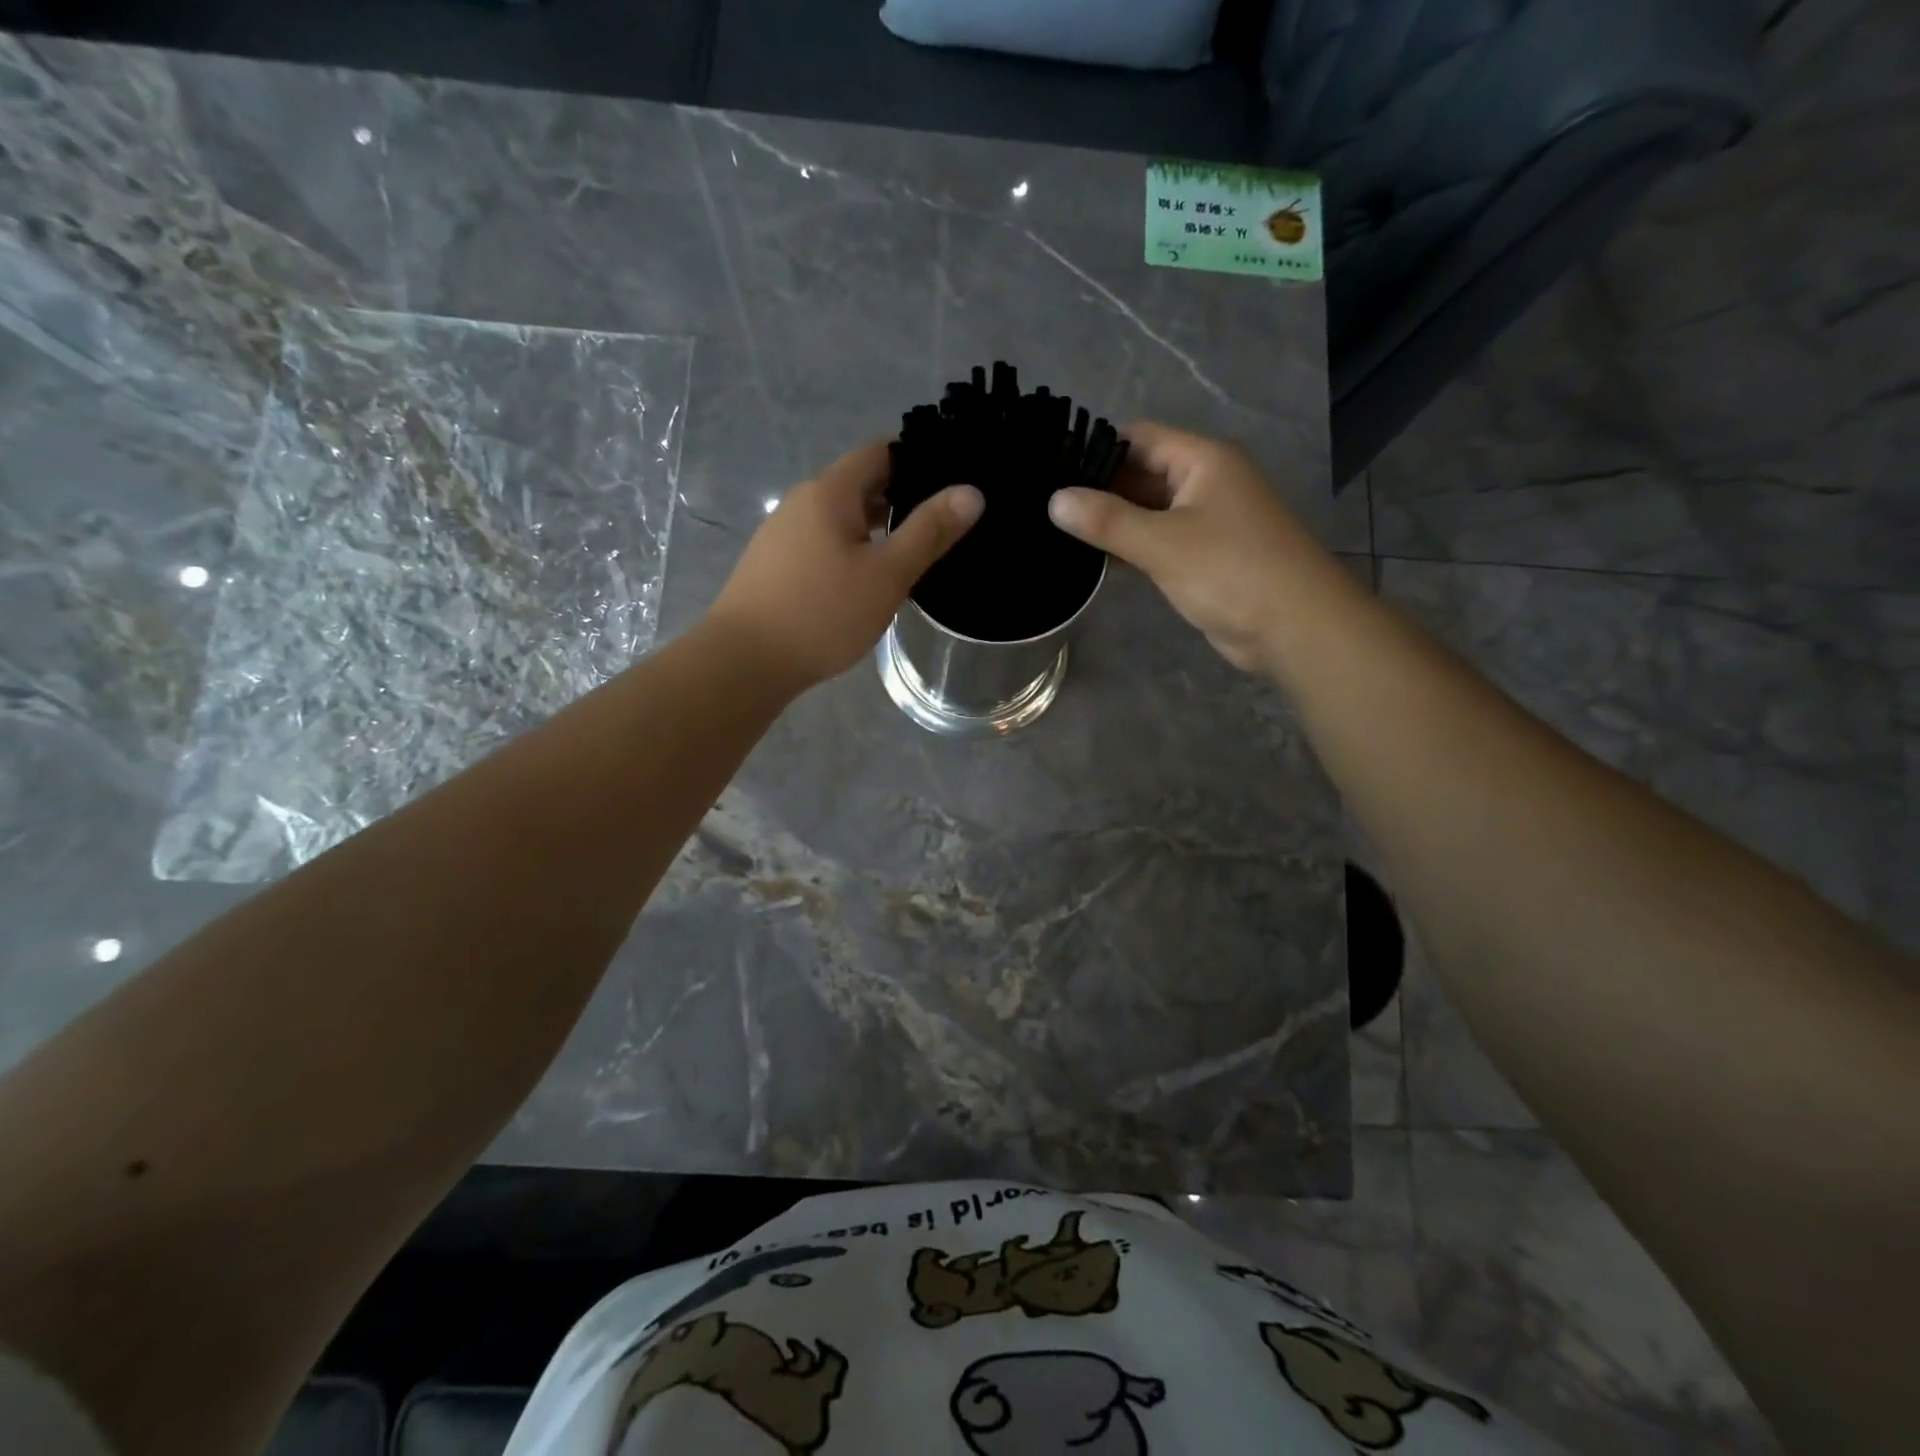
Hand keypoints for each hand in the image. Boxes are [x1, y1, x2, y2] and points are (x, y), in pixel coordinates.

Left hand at [705, 440, 982, 694]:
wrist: (745, 661)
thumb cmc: (822, 613)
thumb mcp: (887, 574)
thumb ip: (929, 531)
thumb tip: (971, 492)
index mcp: (830, 491)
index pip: (880, 451)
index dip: (918, 457)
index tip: (953, 476)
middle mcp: (802, 502)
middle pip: (860, 484)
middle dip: (902, 497)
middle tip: (945, 521)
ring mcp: (784, 534)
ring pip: (842, 518)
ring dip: (877, 528)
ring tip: (915, 552)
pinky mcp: (776, 566)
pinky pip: (824, 543)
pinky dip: (853, 550)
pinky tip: (870, 580)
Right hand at [1046, 421, 1345, 675]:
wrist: (1295, 627)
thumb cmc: (1231, 571)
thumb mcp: (1163, 543)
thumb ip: (1107, 521)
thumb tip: (1054, 500)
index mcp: (1202, 460)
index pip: (1138, 437)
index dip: (1094, 448)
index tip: (1047, 466)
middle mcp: (1204, 482)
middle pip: (1141, 473)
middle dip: (1097, 488)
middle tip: (1042, 503)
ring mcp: (1205, 520)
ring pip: (1147, 511)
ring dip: (1111, 521)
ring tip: (1055, 529)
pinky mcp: (1202, 556)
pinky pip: (1157, 541)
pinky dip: (1129, 547)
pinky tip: (1092, 559)